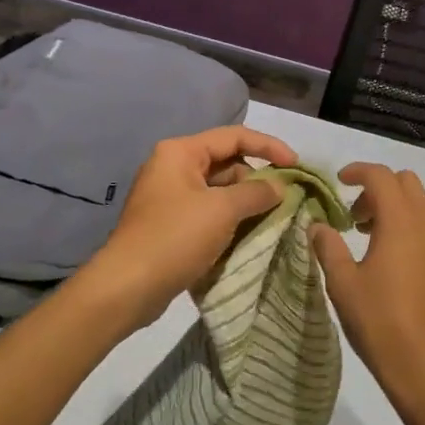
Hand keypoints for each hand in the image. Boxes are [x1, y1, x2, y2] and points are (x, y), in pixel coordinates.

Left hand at [86, 126, 299, 328]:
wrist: (127, 287)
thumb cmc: (175, 238)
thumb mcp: (222, 210)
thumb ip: (256, 193)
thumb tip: (279, 187)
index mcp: (181, 152)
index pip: (234, 136)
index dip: (269, 147)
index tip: (296, 166)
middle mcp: (173, 167)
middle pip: (227, 163)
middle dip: (257, 179)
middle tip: (286, 199)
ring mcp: (170, 197)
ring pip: (220, 190)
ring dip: (246, 202)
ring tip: (274, 219)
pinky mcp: (171, 224)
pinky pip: (209, 212)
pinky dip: (231, 219)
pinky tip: (250, 235)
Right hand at [311, 163, 424, 418]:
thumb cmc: (380, 323)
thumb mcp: (343, 284)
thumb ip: (328, 247)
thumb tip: (318, 226)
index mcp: (402, 223)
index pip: (381, 177)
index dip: (358, 172)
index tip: (339, 183)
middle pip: (407, 184)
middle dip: (379, 189)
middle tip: (355, 217)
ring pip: (423, 208)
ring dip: (396, 211)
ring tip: (372, 243)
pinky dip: (413, 232)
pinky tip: (397, 267)